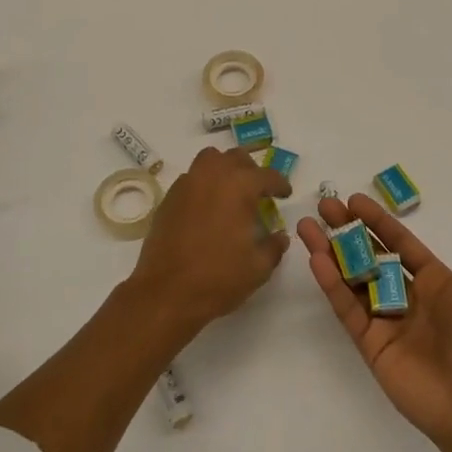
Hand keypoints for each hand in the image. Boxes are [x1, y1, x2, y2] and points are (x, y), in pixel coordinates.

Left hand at [126, 146, 291, 337]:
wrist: (166, 293)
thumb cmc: (218, 279)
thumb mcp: (258, 268)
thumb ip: (274, 247)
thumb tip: (280, 236)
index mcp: (239, 187)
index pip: (267, 175)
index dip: (280, 184)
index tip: (285, 193)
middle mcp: (212, 176)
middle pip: (236, 158)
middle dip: (251, 171)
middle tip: (258, 192)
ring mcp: (187, 185)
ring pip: (210, 160)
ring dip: (224, 168)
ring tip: (231, 191)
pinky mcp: (168, 198)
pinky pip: (191, 178)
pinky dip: (203, 184)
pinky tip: (207, 207)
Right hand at [298, 186, 451, 451]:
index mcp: (436, 282)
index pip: (400, 243)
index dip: (378, 221)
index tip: (353, 200)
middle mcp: (408, 298)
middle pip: (371, 256)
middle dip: (348, 231)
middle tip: (324, 206)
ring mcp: (387, 322)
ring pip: (352, 279)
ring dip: (330, 252)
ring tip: (306, 226)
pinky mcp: (371, 345)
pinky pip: (347, 309)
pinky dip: (331, 284)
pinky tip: (316, 259)